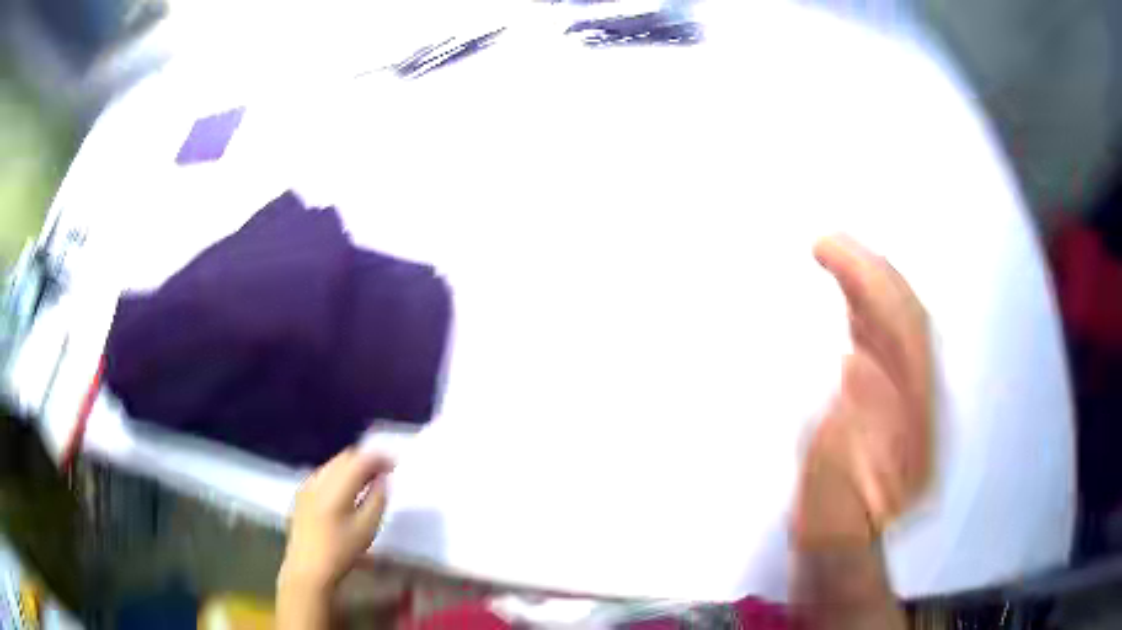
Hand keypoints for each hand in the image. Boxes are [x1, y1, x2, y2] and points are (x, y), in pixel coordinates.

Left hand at [280, 449, 394, 592]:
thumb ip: (377, 499)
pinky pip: (323, 474)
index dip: (379, 458)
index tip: (394, 465)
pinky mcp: (301, 494)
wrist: (308, 568)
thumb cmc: (341, 551)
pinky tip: (345, 492)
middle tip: (383, 472)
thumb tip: (382, 479)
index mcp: (335, 487)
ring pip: (332, 464)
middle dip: (365, 461)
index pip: (359, 460)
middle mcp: (318, 480)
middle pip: (344, 457)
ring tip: (367, 482)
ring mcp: (306, 486)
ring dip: (351, 467)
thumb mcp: (367, 528)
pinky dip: (338, 475)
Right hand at [794, 235, 932, 547]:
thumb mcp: (835, 503)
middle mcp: (923, 403)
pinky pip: (890, 339)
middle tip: (827, 242)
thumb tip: (857, 367)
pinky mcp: (898, 398)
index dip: (873, 291)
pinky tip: (852, 293)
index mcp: (914, 427)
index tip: (831, 258)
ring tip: (836, 252)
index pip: (907, 339)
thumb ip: (846, 444)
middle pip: (911, 319)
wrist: (848, 547)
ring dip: (872, 281)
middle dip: (873, 271)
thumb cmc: (834, 531)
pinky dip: (869, 306)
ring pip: (904, 323)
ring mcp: (914, 398)